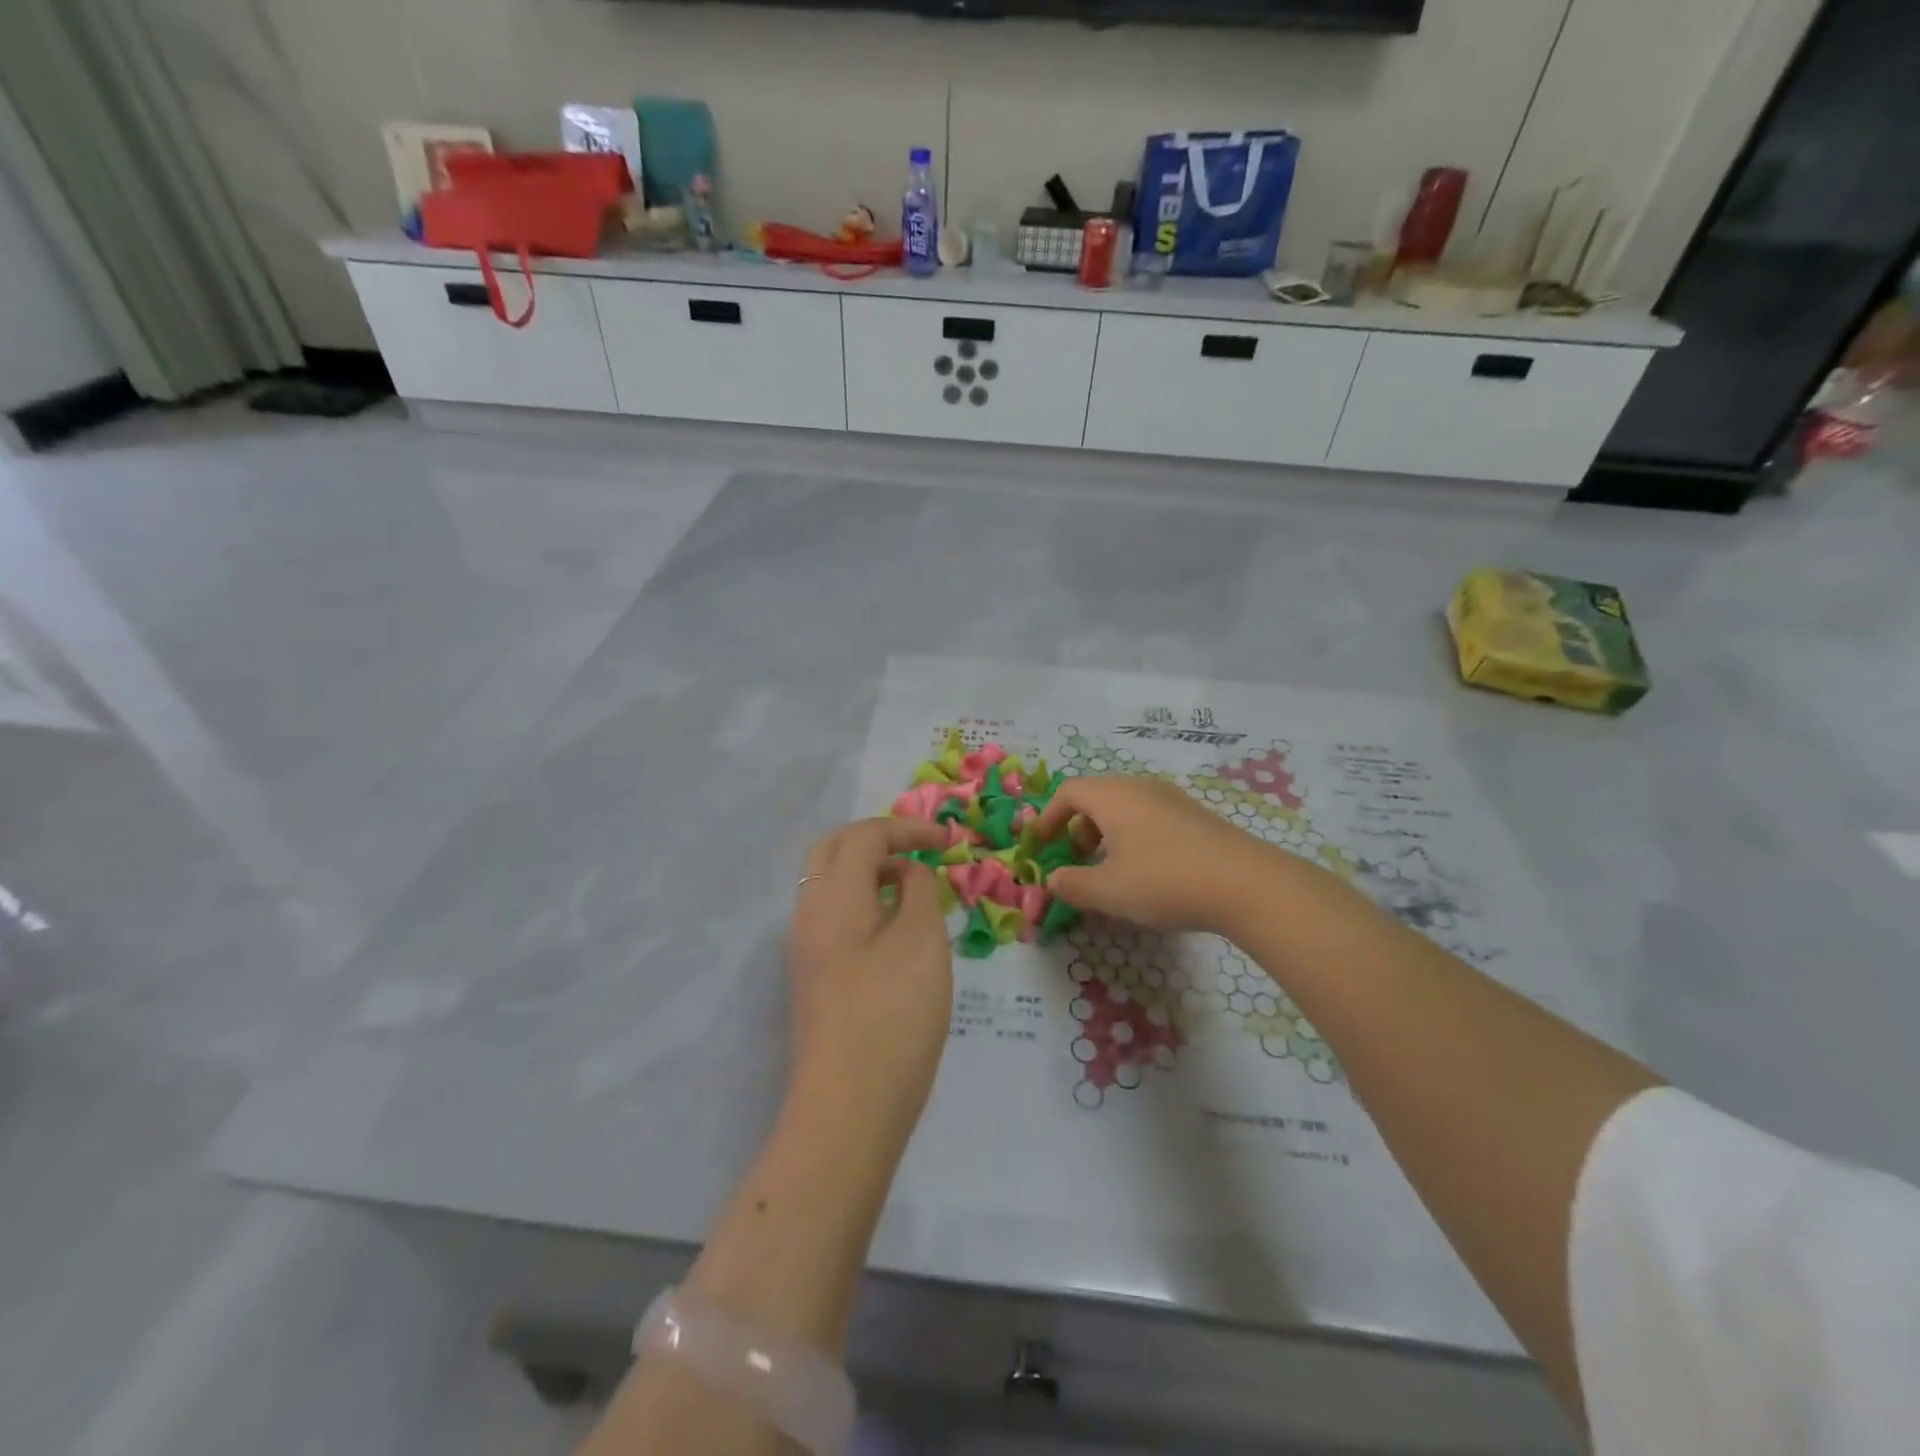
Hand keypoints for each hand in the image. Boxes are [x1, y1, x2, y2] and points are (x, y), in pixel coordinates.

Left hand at [786, 817, 951, 1136]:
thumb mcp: (922, 942)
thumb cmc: (892, 1017)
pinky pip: (834, 914)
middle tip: (920, 850)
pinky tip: (896, 926)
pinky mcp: (814, 976)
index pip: (864, 836)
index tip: (948, 840)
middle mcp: (809, 913)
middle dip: (878, 839)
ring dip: (869, 869)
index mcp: (832, 896)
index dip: (907, 828)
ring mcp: (806, 947)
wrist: (848, 1109)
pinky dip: (864, 899)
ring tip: (914, 885)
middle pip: (833, 849)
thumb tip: (907, 873)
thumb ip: (918, 892)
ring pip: (829, 882)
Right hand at [1034, 776, 1277, 935]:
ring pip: (1125, 806)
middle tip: (1076, 859)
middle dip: (1078, 826)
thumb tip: (1052, 880)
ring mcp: (1172, 798)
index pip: (1069, 791)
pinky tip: (1148, 870)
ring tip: (1111, 868)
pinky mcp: (1195, 815)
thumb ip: (1073, 885)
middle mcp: (1140, 787)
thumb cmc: (1165, 881)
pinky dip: (1134, 835)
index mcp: (1113, 797)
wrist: (1247, 884)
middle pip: (1097, 796)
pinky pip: (1150, 816)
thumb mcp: (1109, 891)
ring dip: (1107, 832)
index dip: (1049, 816)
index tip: (1042, 843)